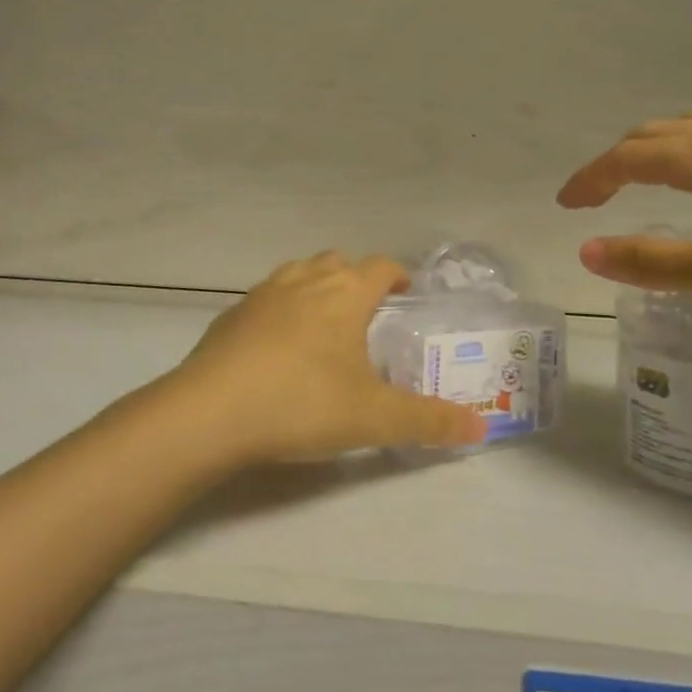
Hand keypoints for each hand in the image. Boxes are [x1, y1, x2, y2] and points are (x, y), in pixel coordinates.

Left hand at [163, 252, 487, 465]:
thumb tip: (481, 429)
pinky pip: (266, 299)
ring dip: (316, 288)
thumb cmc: (302, 403)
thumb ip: (429, 421)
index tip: (405, 294)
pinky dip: (280, 311)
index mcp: (345, 293)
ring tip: (323, 327)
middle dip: (356, 279)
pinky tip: (276, 350)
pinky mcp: (230, 315)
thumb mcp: (374, 418)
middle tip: (367, 316)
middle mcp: (305, 279)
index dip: (397, 275)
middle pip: (338, 262)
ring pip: (299, 273)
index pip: (381, 266)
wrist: (210, 412)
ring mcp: (263, 293)